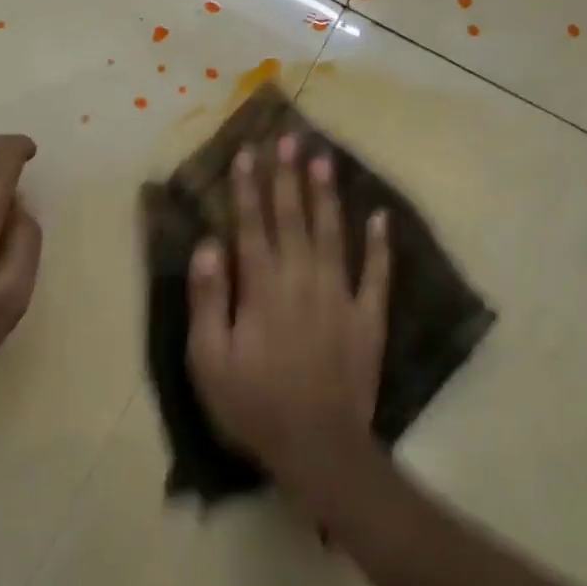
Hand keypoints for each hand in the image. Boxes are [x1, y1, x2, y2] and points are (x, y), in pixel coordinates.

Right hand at [186, 132, 391, 519]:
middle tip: (289, 138)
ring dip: (326, 196)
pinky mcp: (368, 319)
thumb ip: (207, 300)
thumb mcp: (209, 360)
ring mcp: (340, 297)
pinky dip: (379, 245)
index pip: (252, 227)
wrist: (318, 446)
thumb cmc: (253, 405)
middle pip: (293, 220)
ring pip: (333, 235)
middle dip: (288, 178)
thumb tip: (209, 246)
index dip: (249, 188)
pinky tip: (379, 216)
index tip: (249, 153)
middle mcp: (302, 281)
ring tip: (324, 159)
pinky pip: (376, 274)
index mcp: (262, 289)